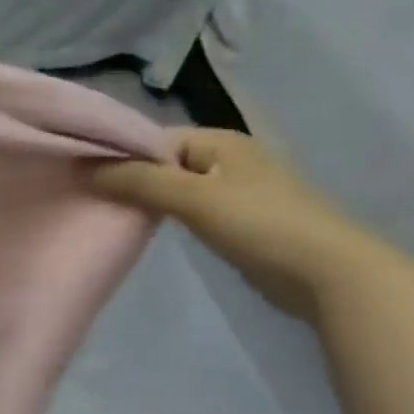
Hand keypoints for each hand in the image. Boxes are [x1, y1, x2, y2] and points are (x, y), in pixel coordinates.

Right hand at [92, 129, 386, 319]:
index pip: (151, 138)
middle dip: (126, 177)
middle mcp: (225, 158)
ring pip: (171, 187)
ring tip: (109, 212)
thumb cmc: (261, 224)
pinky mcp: (237, 221)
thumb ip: (137, 180)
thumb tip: (82, 167)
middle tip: (89, 196)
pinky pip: (187, 208)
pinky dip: (164, 215)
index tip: (81, 174)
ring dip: (144, 198)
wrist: (332, 276)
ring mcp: (234, 190)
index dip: (116, 153)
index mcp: (219, 141)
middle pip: (159, 162)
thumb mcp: (193, 198)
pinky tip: (146, 228)